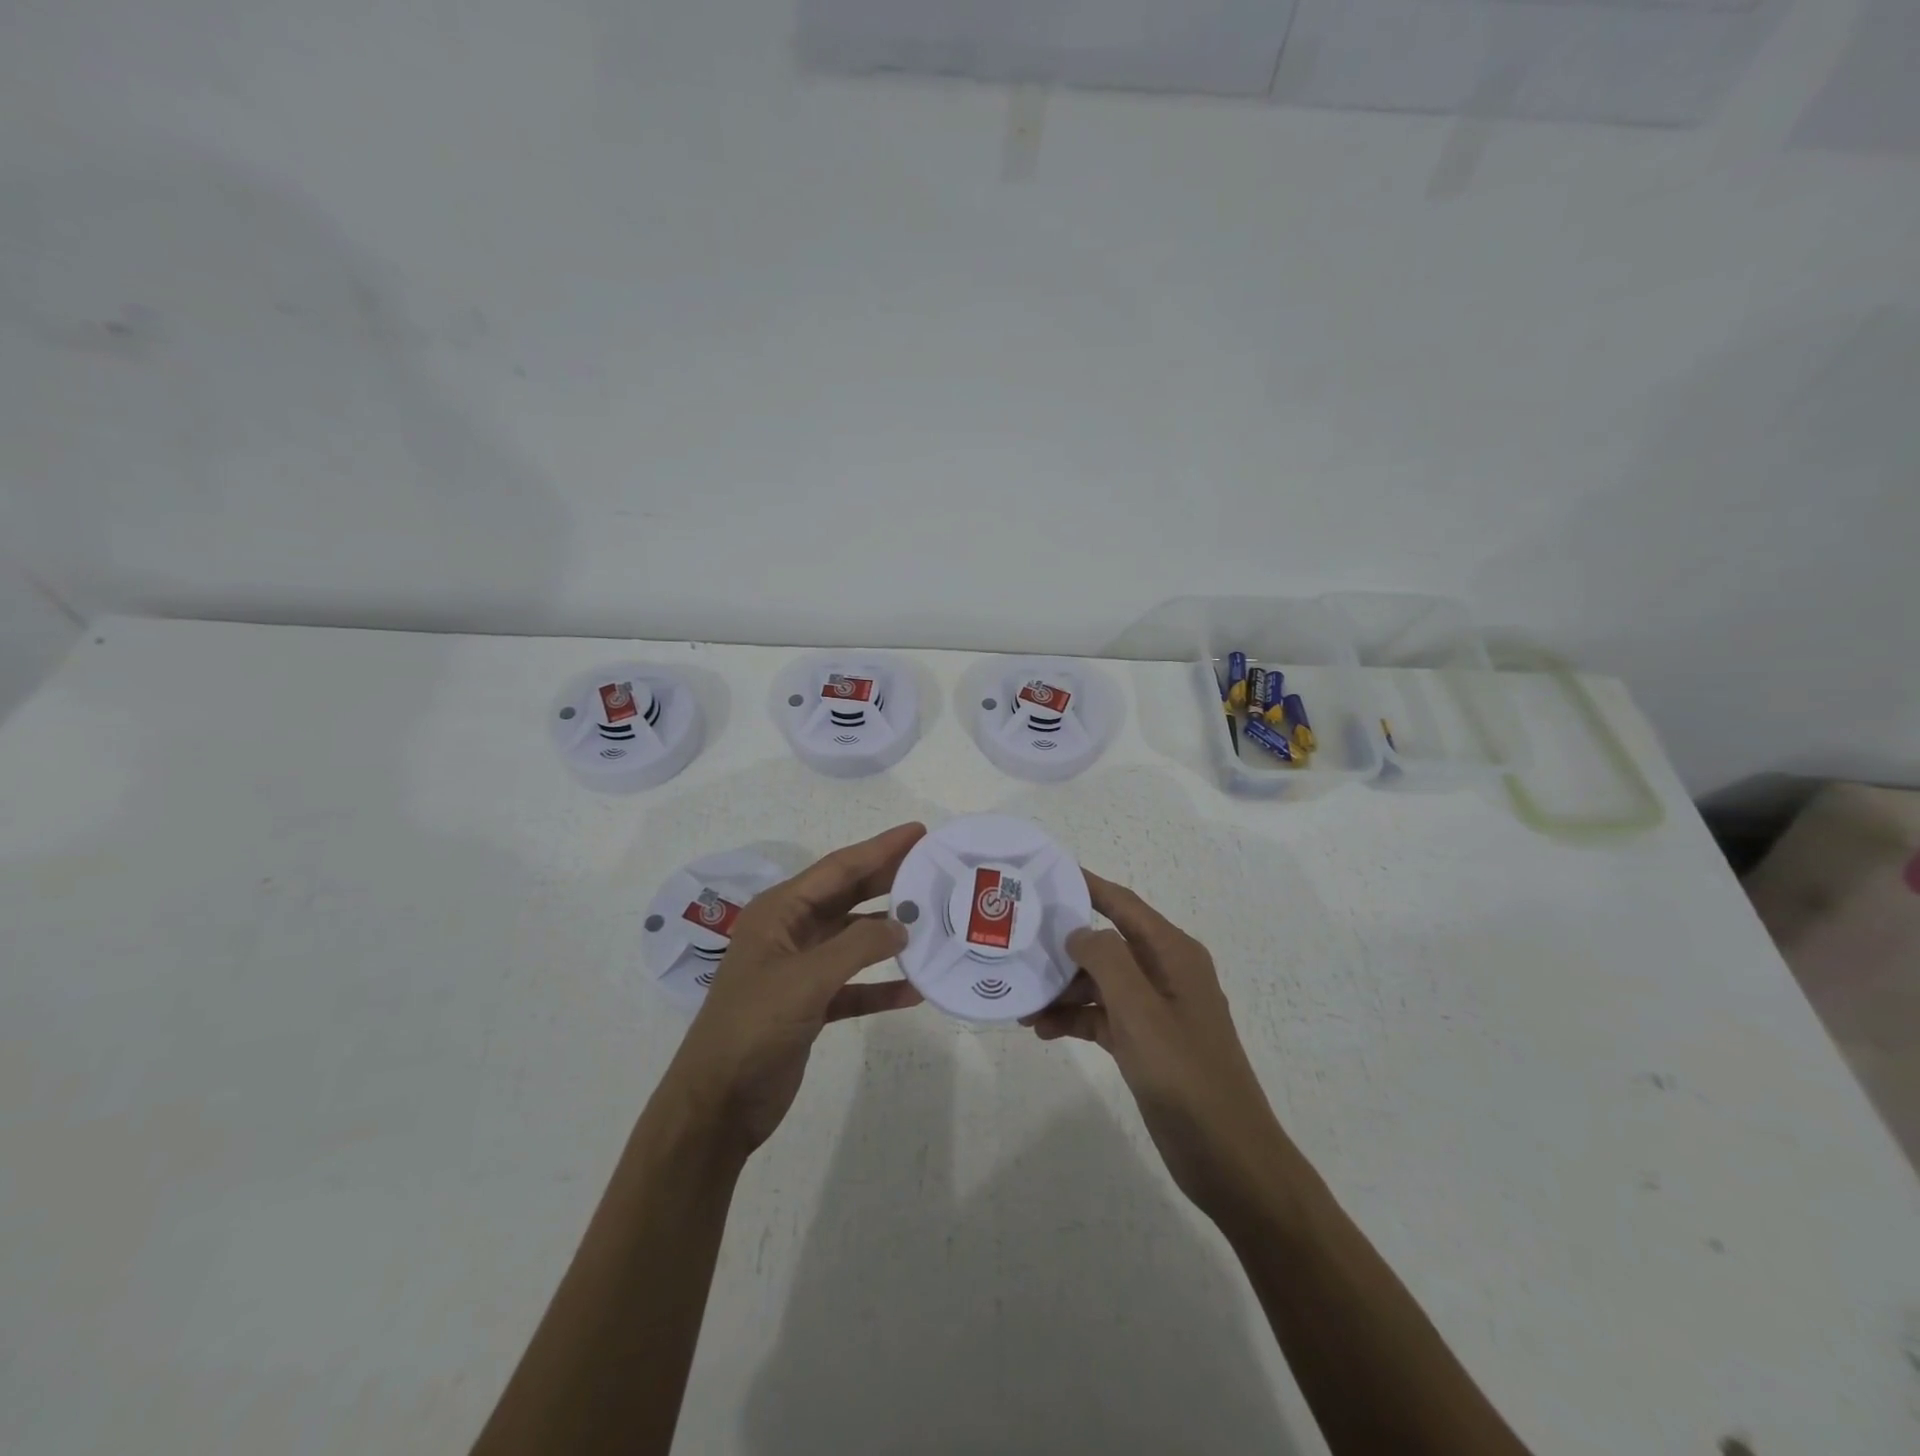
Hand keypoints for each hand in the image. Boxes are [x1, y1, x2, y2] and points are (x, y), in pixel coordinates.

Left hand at [660, 823, 926, 1157]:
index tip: (919, 833)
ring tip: (933, 923)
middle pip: (848, 897)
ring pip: (854, 940)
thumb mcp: (806, 979)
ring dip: (889, 936)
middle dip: (889, 882)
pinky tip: (915, 991)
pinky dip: (881, 986)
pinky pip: (854, 986)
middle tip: (933, 868)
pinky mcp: (810, 1005)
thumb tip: (902, 928)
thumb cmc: (754, 1027)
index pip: (838, 869)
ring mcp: (800, 970)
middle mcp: (790, 932)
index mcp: (779, 912)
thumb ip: (858, 947)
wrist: (718, 1104)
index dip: (880, 849)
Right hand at [1023, 871, 1286, 1216]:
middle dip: (1063, 945)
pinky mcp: (1146, 1042)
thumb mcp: (1140, 1009)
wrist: (1227, 1155)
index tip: (1044, 874)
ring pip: (1100, 982)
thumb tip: (1077, 931)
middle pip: (1106, 943)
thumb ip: (1106, 960)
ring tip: (1022, 1001)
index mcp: (1173, 953)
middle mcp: (1164, 972)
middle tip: (1017, 943)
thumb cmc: (1184, 1073)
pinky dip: (1075, 1018)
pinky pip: (1103, 1016)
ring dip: (1064, 988)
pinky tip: (1042, 1029)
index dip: (1086, 885)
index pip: (1122, 904)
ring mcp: (1155, 1009)